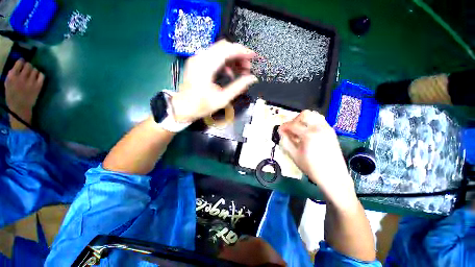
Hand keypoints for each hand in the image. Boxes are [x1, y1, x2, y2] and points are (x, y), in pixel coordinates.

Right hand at [5, 59, 44, 125]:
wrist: (20, 108)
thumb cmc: (12, 96)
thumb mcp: (7, 84)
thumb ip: (11, 74)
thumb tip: (16, 66)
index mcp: (12, 76)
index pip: (20, 62)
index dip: (22, 62)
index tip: (23, 63)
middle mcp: (22, 77)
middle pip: (29, 65)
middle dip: (28, 66)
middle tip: (28, 70)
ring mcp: (31, 82)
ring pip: (35, 70)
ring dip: (34, 71)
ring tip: (32, 75)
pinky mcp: (38, 86)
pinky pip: (42, 76)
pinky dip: (40, 75)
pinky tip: (38, 78)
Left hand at [171, 40, 257, 122]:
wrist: (183, 107)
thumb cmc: (201, 105)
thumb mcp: (222, 99)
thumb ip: (238, 87)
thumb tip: (252, 79)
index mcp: (206, 66)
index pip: (228, 49)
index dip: (242, 51)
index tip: (253, 56)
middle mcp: (200, 57)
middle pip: (224, 47)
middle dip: (239, 55)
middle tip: (247, 67)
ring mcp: (197, 58)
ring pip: (220, 50)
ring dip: (232, 58)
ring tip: (241, 70)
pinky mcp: (197, 62)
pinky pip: (214, 56)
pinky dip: (224, 62)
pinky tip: (229, 73)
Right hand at [279, 110, 354, 199]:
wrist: (334, 177)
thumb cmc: (312, 168)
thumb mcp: (294, 156)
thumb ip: (286, 142)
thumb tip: (281, 133)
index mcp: (309, 134)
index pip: (292, 124)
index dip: (284, 126)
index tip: (280, 131)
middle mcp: (319, 127)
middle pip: (305, 114)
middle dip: (294, 120)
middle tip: (290, 129)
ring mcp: (327, 129)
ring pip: (314, 115)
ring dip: (304, 120)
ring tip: (299, 129)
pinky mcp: (331, 132)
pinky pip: (320, 121)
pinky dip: (311, 123)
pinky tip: (308, 133)